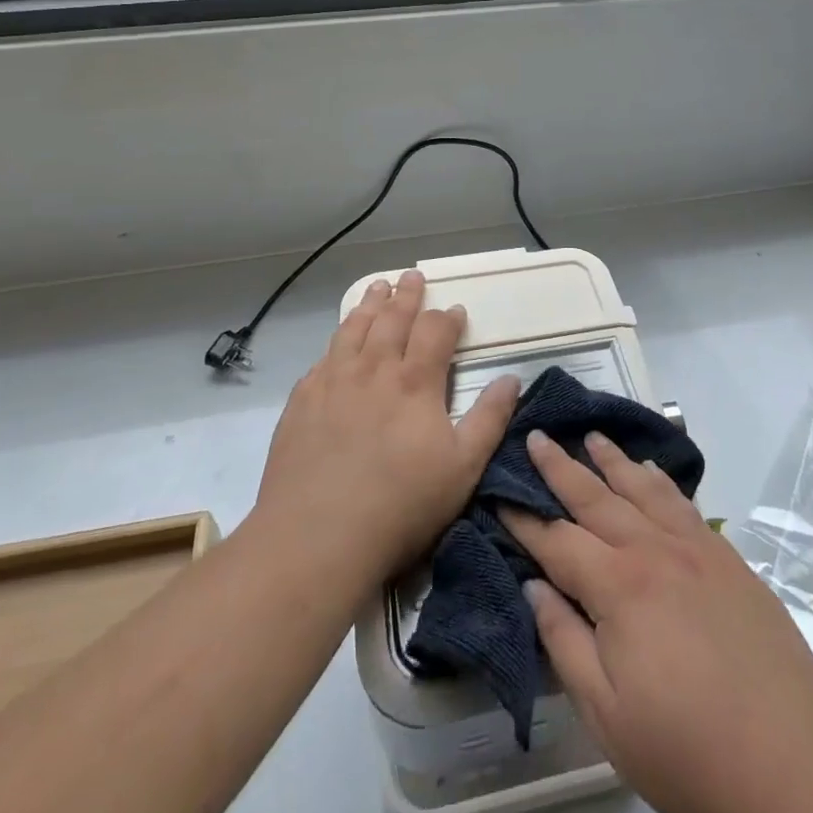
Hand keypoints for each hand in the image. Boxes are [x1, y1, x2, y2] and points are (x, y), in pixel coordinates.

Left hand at [255, 269, 519, 588]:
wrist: (316, 536)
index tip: (455, 310)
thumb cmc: (401, 505)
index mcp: (415, 381)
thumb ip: (490, 419)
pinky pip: (323, 357)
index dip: (447, 317)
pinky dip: (337, 339)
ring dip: (369, 305)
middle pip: (392, 319)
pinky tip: (338, 342)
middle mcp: (373, 369)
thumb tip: (511, 378)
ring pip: (354, 329)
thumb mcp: (463, 468)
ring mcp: (333, 381)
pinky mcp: (302, 401)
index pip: (435, 331)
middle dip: (406, 295)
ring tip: (377, 288)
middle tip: (412, 276)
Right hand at [503, 432, 812, 812]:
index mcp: (619, 587)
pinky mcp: (728, 559)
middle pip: (596, 498)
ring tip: (591, 436)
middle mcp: (654, 551)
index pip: (557, 541)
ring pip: (642, 489)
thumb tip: (534, 585)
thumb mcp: (607, 714)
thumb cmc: (688, 751)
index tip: (498, 495)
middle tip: (536, 436)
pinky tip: (651, 472)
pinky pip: (684, 504)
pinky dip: (660, 481)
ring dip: (612, 460)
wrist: (796, 768)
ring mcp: (696, 549)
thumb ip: (564, 642)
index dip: (524, 520)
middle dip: (560, 467)